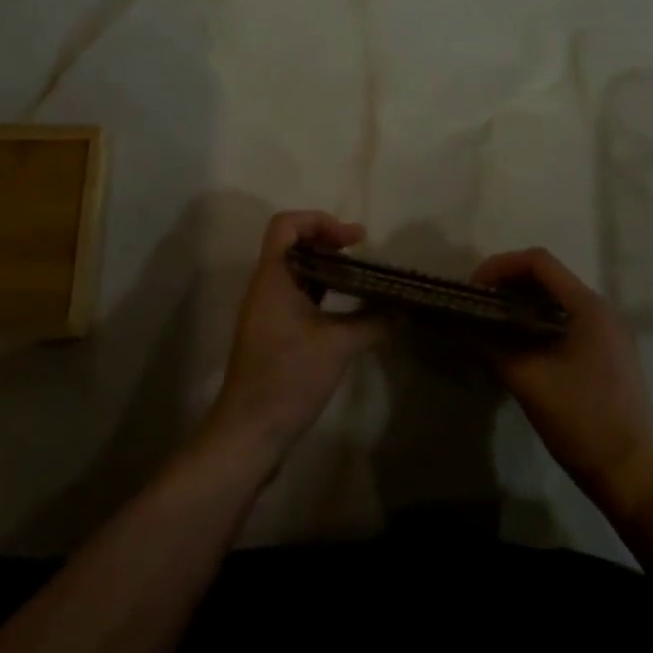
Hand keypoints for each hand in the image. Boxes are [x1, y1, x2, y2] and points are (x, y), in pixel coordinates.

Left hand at [202, 211, 385, 468]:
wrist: (249, 431)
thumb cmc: (288, 378)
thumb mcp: (337, 347)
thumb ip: (372, 323)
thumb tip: (403, 311)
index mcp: (273, 277)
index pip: (286, 225)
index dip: (319, 221)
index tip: (352, 239)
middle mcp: (265, 286)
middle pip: (291, 243)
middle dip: (326, 240)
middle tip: (359, 251)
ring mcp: (265, 310)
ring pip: (294, 270)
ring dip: (324, 266)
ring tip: (358, 275)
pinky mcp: (271, 331)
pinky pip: (295, 294)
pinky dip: (319, 290)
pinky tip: (345, 307)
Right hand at [472, 248, 652, 515]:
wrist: (632, 476)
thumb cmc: (581, 422)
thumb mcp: (528, 381)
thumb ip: (494, 346)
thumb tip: (467, 327)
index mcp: (588, 307)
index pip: (539, 262)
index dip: (501, 266)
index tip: (475, 288)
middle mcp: (603, 310)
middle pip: (549, 276)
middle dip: (510, 282)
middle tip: (480, 303)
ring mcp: (611, 332)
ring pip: (559, 298)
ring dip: (524, 301)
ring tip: (495, 319)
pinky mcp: (611, 352)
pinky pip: (570, 318)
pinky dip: (541, 319)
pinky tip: (522, 341)